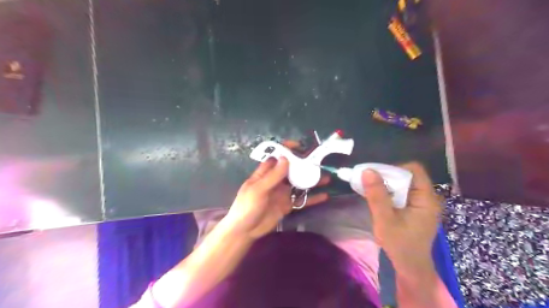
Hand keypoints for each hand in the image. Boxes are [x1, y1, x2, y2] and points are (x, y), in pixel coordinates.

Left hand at [224, 155, 326, 238]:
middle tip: (319, 162)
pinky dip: (312, 198)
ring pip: (299, 183)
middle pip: (292, 169)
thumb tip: (286, 158)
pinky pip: (301, 199)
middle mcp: (276, 180)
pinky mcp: (287, 205)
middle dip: (304, 164)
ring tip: (326, 177)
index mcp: (265, 173)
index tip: (300, 147)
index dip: (287, 150)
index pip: (277, 157)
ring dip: (311, 180)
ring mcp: (282, 193)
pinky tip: (325, 196)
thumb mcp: (259, 190)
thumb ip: (273, 176)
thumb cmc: (247, 206)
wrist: (245, 230)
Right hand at [361, 162, 440, 275]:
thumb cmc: (399, 244)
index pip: (414, 170)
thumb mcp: (385, 220)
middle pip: (408, 175)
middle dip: (388, 177)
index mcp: (426, 198)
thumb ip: (377, 195)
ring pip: (404, 183)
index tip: (376, 176)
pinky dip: (389, 192)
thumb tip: (367, 171)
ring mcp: (422, 203)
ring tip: (372, 191)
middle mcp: (428, 197)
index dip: (394, 169)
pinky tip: (379, 199)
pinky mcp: (416, 208)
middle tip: (370, 184)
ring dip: (387, 185)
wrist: (410, 267)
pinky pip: (402, 192)